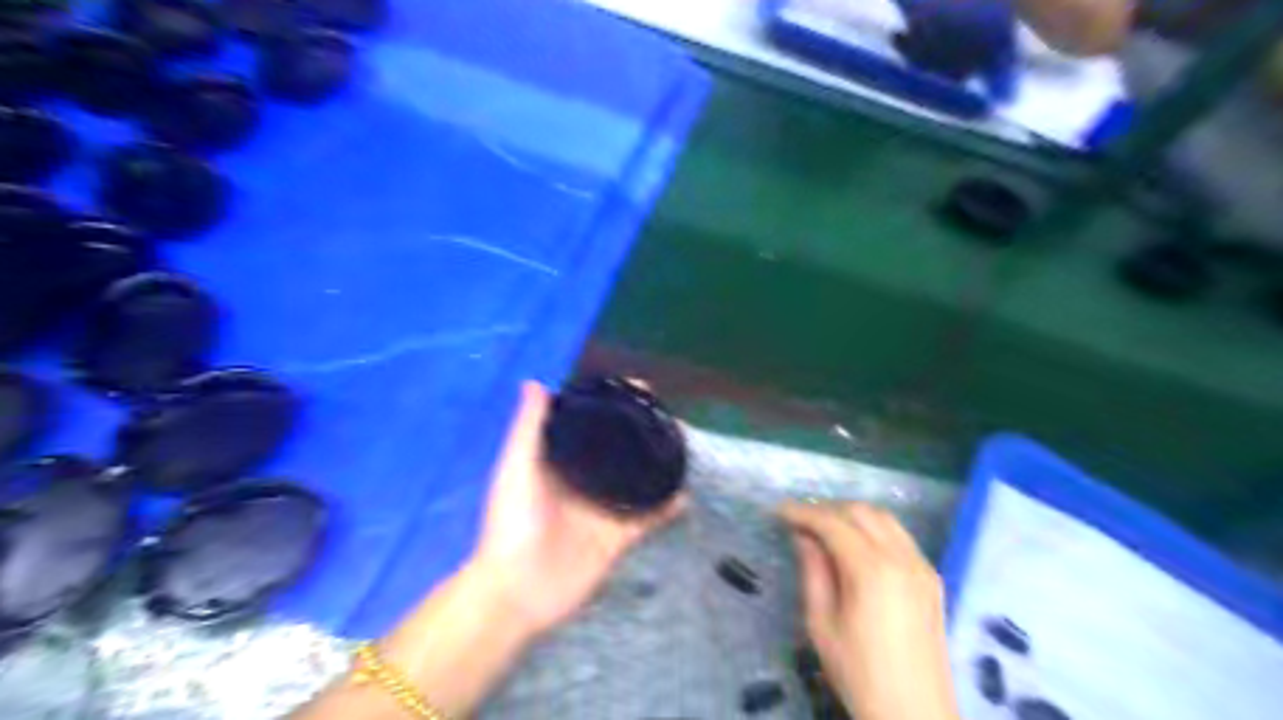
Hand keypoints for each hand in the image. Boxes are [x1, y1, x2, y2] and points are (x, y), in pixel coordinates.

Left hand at [470, 382, 684, 636]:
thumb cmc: (512, 522)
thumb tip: (534, 381)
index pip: (591, 425)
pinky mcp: (616, 537)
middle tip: (668, 416)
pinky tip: (685, 493)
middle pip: (618, 449)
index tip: (638, 389)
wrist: (518, 589)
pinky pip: (646, 518)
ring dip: (656, 465)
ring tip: (681, 445)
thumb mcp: (516, 467)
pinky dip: (666, 508)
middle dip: (641, 432)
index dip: (612, 406)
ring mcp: (602, 509)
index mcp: (559, 461)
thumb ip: (528, 427)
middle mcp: (583, 480)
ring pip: (636, 480)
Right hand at [778, 504, 957, 719]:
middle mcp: (902, 558)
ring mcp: (922, 566)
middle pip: (862, 512)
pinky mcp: (932, 579)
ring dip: (853, 516)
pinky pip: (901, 537)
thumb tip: (803, 537)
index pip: (832, 523)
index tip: (779, 511)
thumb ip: (813, 572)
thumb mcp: (821, 624)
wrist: (914, 713)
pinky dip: (875, 530)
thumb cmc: (859, 672)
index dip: (803, 512)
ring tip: (826, 529)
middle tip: (801, 521)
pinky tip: (858, 547)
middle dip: (828, 509)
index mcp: (872, 570)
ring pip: (885, 519)